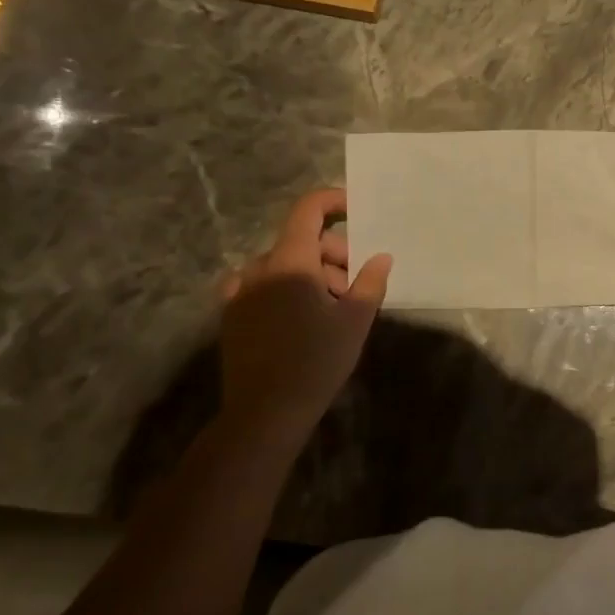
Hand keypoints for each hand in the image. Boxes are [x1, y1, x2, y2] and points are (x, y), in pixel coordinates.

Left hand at [219, 189, 390, 446]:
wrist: (265, 414)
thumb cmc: (316, 361)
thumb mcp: (355, 320)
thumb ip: (370, 281)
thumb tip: (381, 256)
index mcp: (290, 261)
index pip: (308, 210)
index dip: (332, 201)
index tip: (355, 211)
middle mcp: (259, 268)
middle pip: (300, 241)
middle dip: (332, 254)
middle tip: (354, 286)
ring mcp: (240, 292)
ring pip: (283, 264)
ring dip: (310, 273)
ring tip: (332, 307)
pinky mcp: (232, 315)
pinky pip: (262, 285)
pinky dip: (286, 288)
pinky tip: (300, 317)